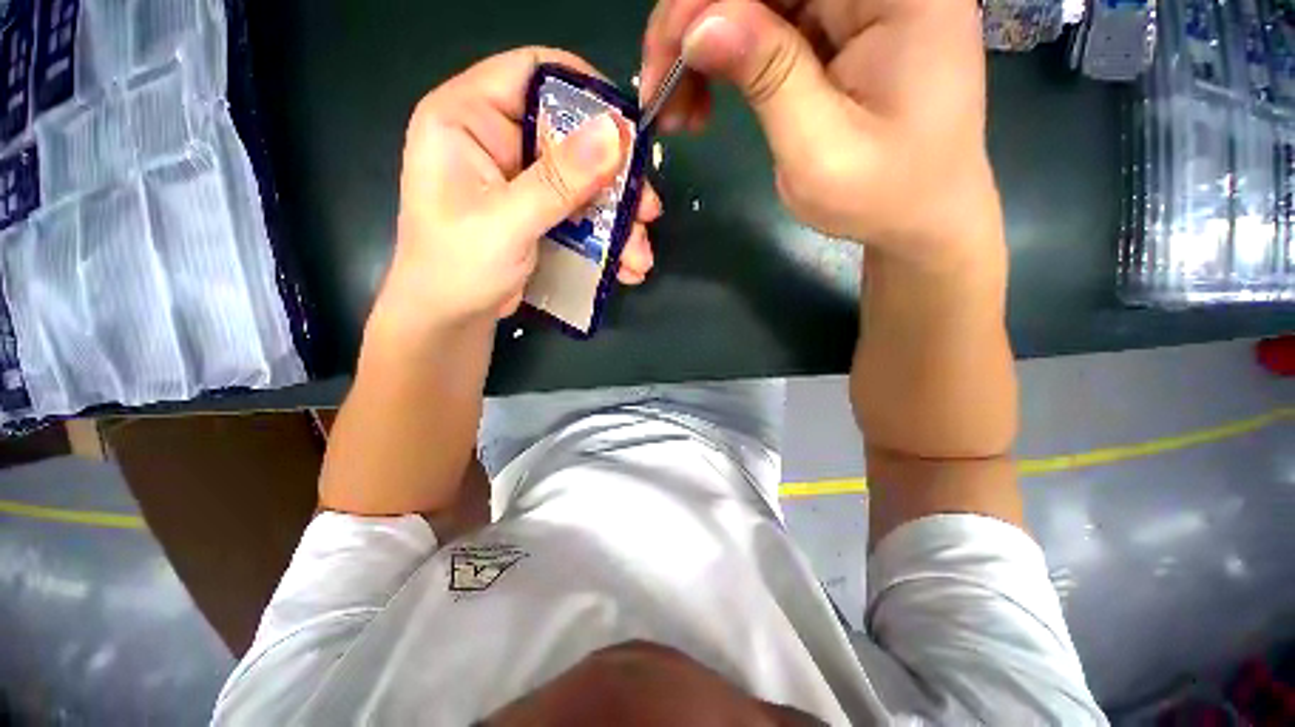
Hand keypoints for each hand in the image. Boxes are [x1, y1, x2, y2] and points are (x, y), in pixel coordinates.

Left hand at [376, 48, 663, 336]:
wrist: (451, 318)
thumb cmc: (457, 267)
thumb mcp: (506, 223)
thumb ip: (557, 181)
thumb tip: (614, 135)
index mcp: (468, 118)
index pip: (531, 72)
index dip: (584, 90)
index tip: (629, 128)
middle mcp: (498, 139)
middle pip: (571, 135)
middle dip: (616, 178)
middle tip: (648, 210)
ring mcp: (522, 178)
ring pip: (584, 181)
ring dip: (618, 219)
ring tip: (640, 256)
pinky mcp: (538, 211)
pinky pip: (581, 212)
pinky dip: (606, 238)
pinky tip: (625, 265)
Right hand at [640, 0, 1000, 267]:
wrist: (920, 214)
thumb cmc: (882, 196)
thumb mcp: (820, 151)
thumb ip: (768, 79)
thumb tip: (699, 26)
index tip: (666, 65)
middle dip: (695, 23)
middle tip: (661, 93)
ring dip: (704, 45)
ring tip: (681, 111)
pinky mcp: (837, 23)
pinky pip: (764, 19)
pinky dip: (725, 56)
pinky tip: (705, 98)